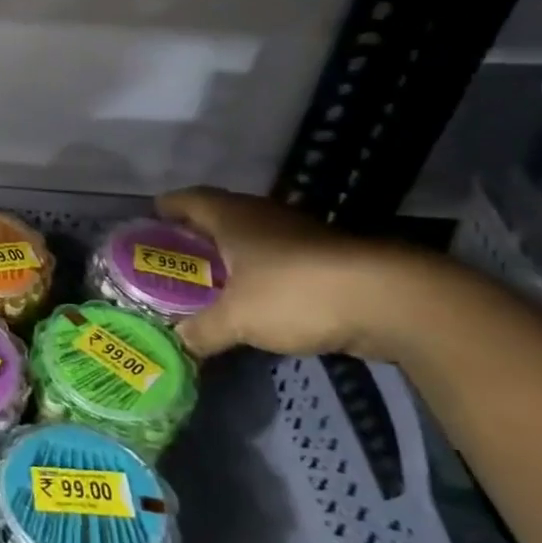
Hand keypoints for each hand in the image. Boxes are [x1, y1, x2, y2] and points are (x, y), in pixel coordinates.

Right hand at [156, 188, 418, 361]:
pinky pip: (277, 261)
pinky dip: (258, 274)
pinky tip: (252, 298)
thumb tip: (177, 343)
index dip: (168, 206)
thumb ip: (201, 330)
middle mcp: (263, 217)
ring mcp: (299, 236)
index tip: (151, 217)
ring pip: (252, 239)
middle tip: (173, 256)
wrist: (390, 300)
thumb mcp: (236, 318)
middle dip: (195, 233)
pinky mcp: (327, 260)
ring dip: (230, 255)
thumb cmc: (295, 292)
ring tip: (208, 280)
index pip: (190, 199)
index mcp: (233, 218)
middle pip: (220, 216)